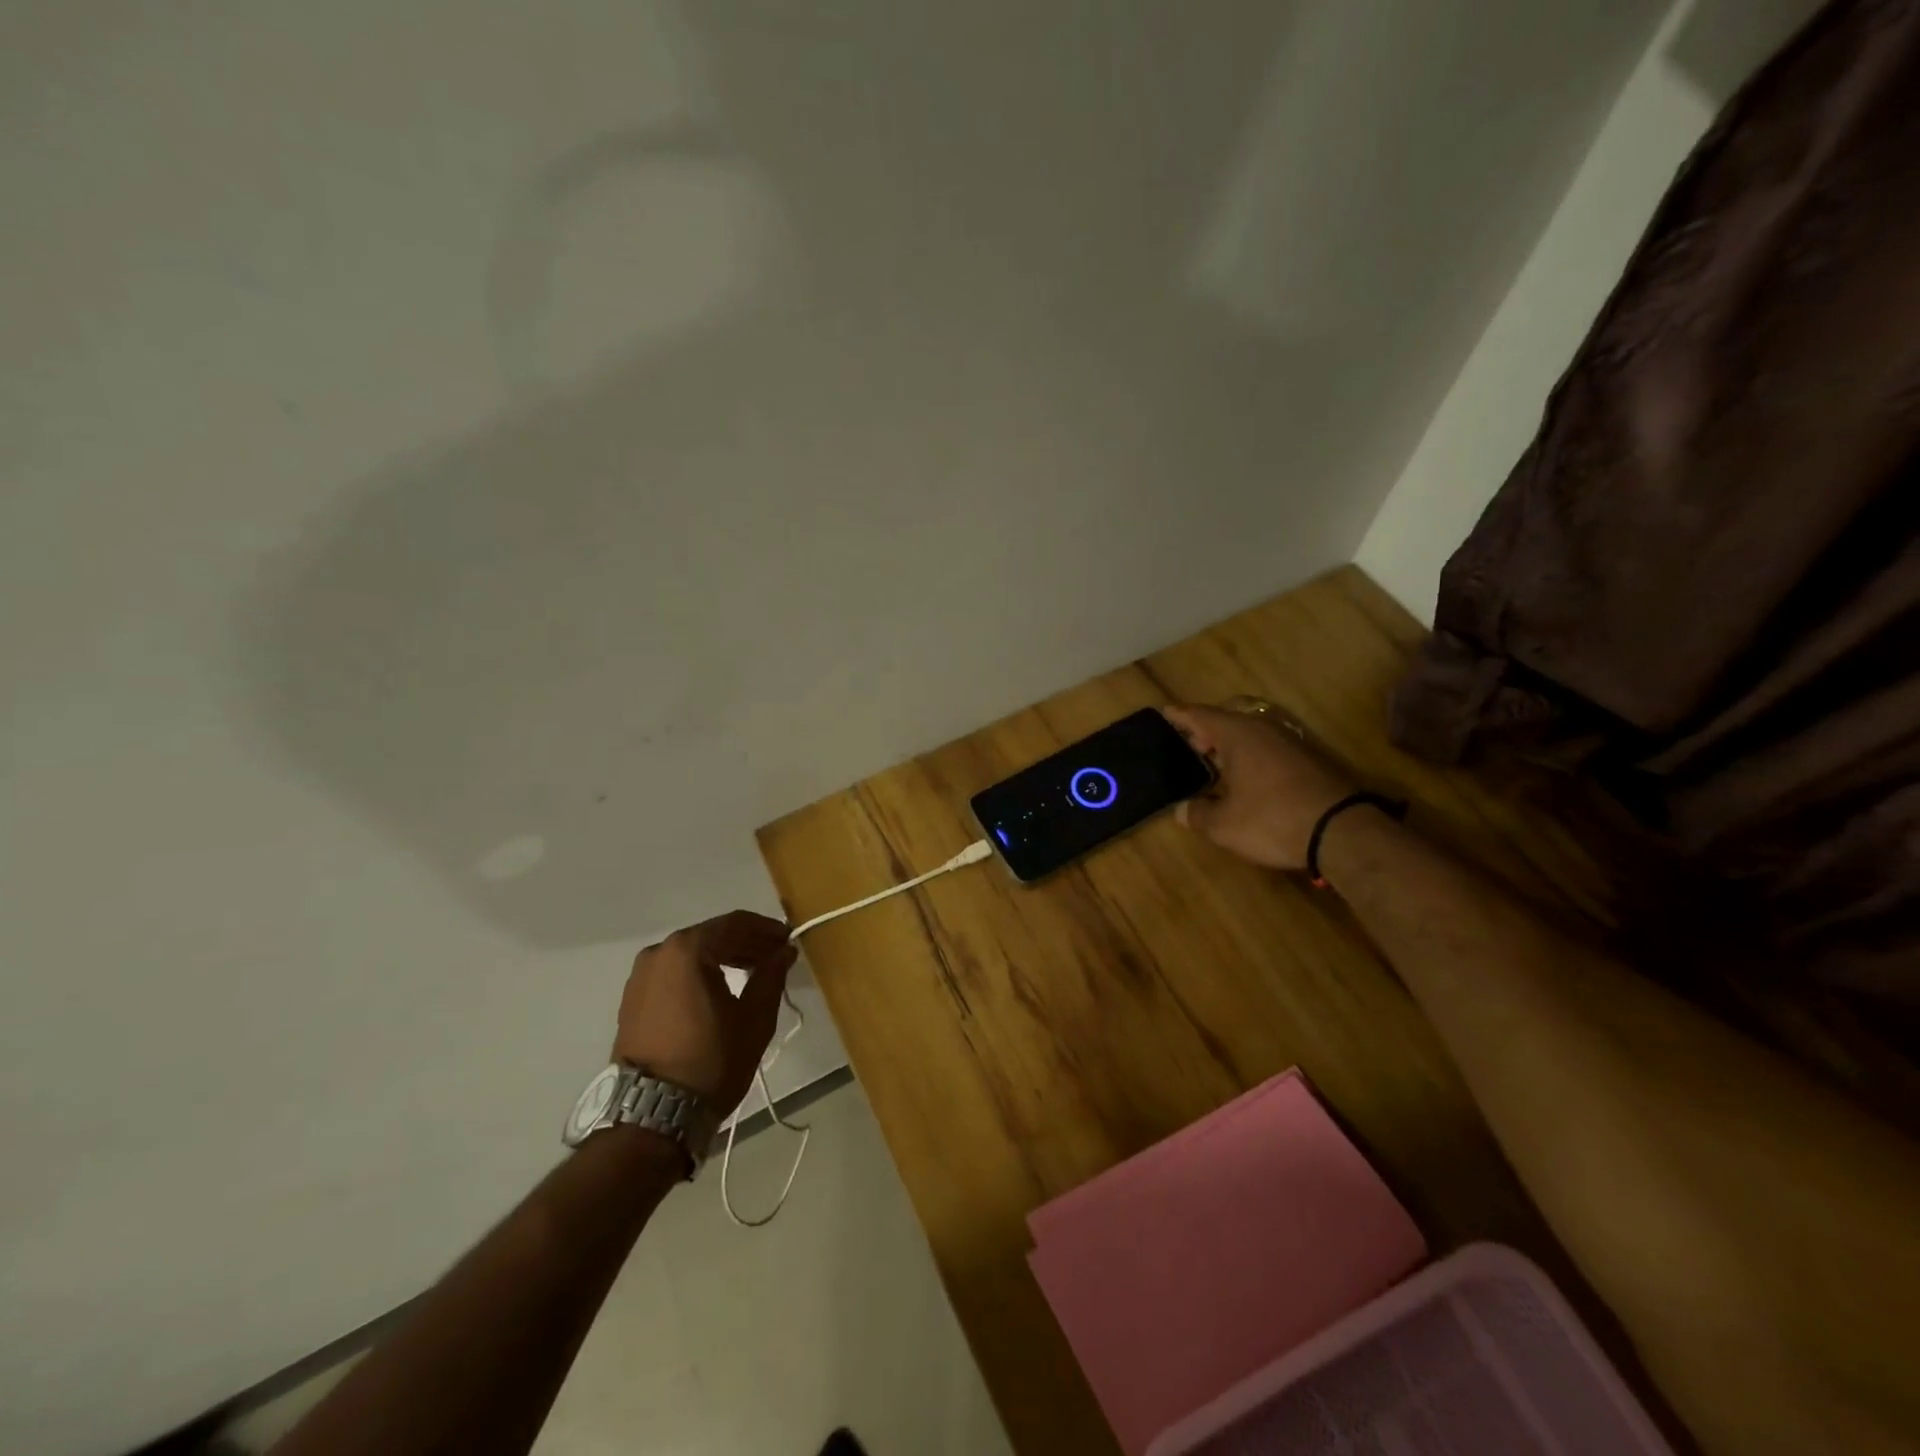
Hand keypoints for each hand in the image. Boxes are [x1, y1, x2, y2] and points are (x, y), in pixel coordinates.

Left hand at [613, 910, 796, 1113]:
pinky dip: (700, 973)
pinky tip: (721, 988)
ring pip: (692, 954)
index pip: (735, 923)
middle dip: (746, 943)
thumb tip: (783, 951)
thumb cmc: (711, 1060)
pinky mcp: (632, 1000)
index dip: (766, 929)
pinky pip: (674, 973)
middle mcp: (659, 952)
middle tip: (775, 956)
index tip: (788, 940)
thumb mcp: (754, 1017)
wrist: (652, 1115)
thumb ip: (771, 975)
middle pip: (712, 935)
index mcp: (688, 949)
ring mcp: (640, 976)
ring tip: (753, 973)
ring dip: (723, 957)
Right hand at [1162, 703, 1355, 870]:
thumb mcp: (1224, 824)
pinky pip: (1267, 749)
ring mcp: (1289, 743)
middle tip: (1187, 745)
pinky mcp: (1308, 760)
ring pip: (1249, 735)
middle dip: (1204, 732)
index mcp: (1237, 735)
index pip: (1200, 715)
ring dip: (1229, 746)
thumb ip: (1197, 814)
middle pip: (1226, 721)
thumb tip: (1181, 810)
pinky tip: (1245, 779)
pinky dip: (1249, 757)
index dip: (1180, 715)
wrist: (1342, 831)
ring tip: (1213, 764)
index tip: (1165, 712)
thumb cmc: (1272, 819)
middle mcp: (1263, 730)